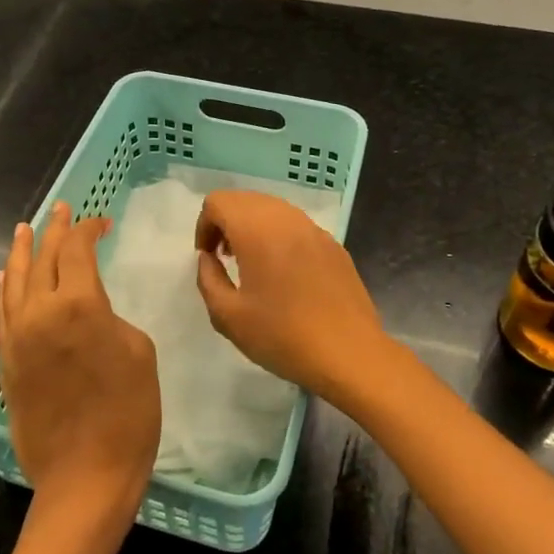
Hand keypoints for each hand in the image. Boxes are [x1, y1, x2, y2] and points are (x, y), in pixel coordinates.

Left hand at [0, 203, 161, 525]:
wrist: (84, 476)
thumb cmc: (128, 414)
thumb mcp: (139, 352)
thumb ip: (110, 318)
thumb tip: (91, 314)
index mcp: (79, 304)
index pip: (77, 250)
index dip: (88, 230)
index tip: (101, 222)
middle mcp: (40, 312)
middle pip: (44, 258)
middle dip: (55, 230)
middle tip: (61, 210)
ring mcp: (17, 337)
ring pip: (16, 281)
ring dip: (23, 252)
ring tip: (26, 230)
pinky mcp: (7, 361)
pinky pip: (3, 312)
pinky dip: (7, 288)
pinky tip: (8, 277)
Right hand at [193, 190, 391, 400]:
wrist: (349, 354)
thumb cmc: (282, 336)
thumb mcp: (228, 316)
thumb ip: (208, 278)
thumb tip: (208, 258)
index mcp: (256, 229)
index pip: (218, 202)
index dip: (204, 226)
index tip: (208, 258)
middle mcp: (286, 218)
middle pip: (245, 199)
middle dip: (227, 223)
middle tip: (225, 259)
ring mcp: (314, 229)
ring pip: (273, 209)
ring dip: (254, 228)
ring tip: (253, 266)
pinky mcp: (334, 245)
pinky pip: (297, 227)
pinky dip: (280, 237)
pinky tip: (285, 275)